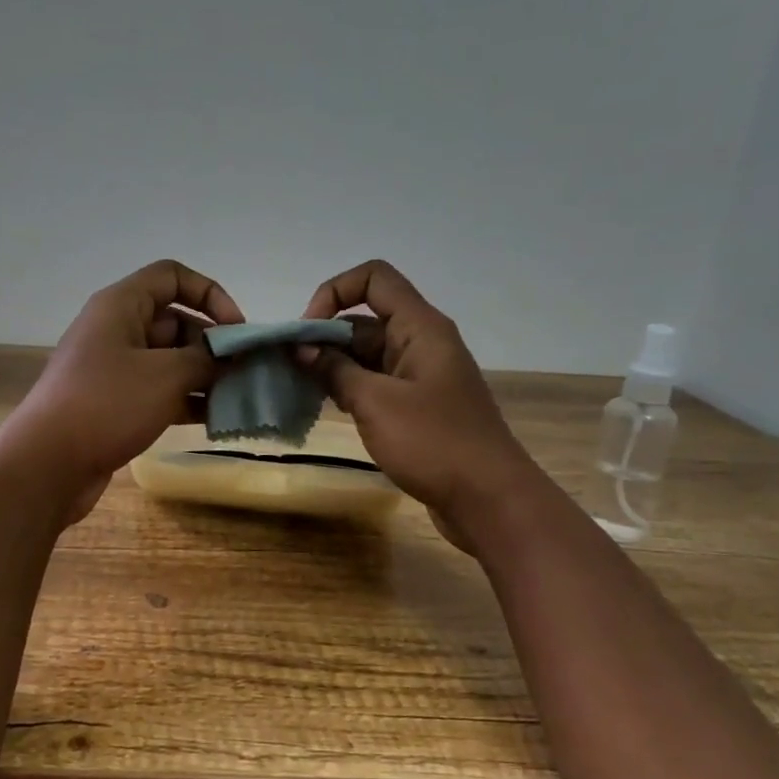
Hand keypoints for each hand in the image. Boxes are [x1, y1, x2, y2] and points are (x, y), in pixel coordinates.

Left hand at [6, 259, 243, 522]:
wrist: (48, 463)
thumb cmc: (108, 404)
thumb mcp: (166, 375)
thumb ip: (206, 359)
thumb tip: (230, 355)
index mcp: (121, 305)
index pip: (172, 277)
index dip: (209, 294)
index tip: (236, 329)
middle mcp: (116, 330)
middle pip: (175, 321)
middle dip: (211, 344)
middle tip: (243, 372)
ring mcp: (114, 369)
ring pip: (169, 361)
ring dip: (203, 376)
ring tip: (237, 399)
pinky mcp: (115, 403)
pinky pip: (158, 391)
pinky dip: (186, 400)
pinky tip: (214, 420)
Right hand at [301, 260, 533, 551]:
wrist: (488, 499)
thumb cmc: (433, 443)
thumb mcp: (376, 403)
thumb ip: (335, 370)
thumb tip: (302, 348)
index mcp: (420, 327)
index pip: (373, 278)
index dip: (334, 292)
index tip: (307, 331)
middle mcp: (421, 343)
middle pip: (365, 319)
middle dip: (324, 336)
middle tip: (289, 367)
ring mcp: (420, 376)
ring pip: (367, 354)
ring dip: (332, 365)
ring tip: (299, 388)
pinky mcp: (417, 406)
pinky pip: (376, 383)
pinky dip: (349, 388)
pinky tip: (325, 406)